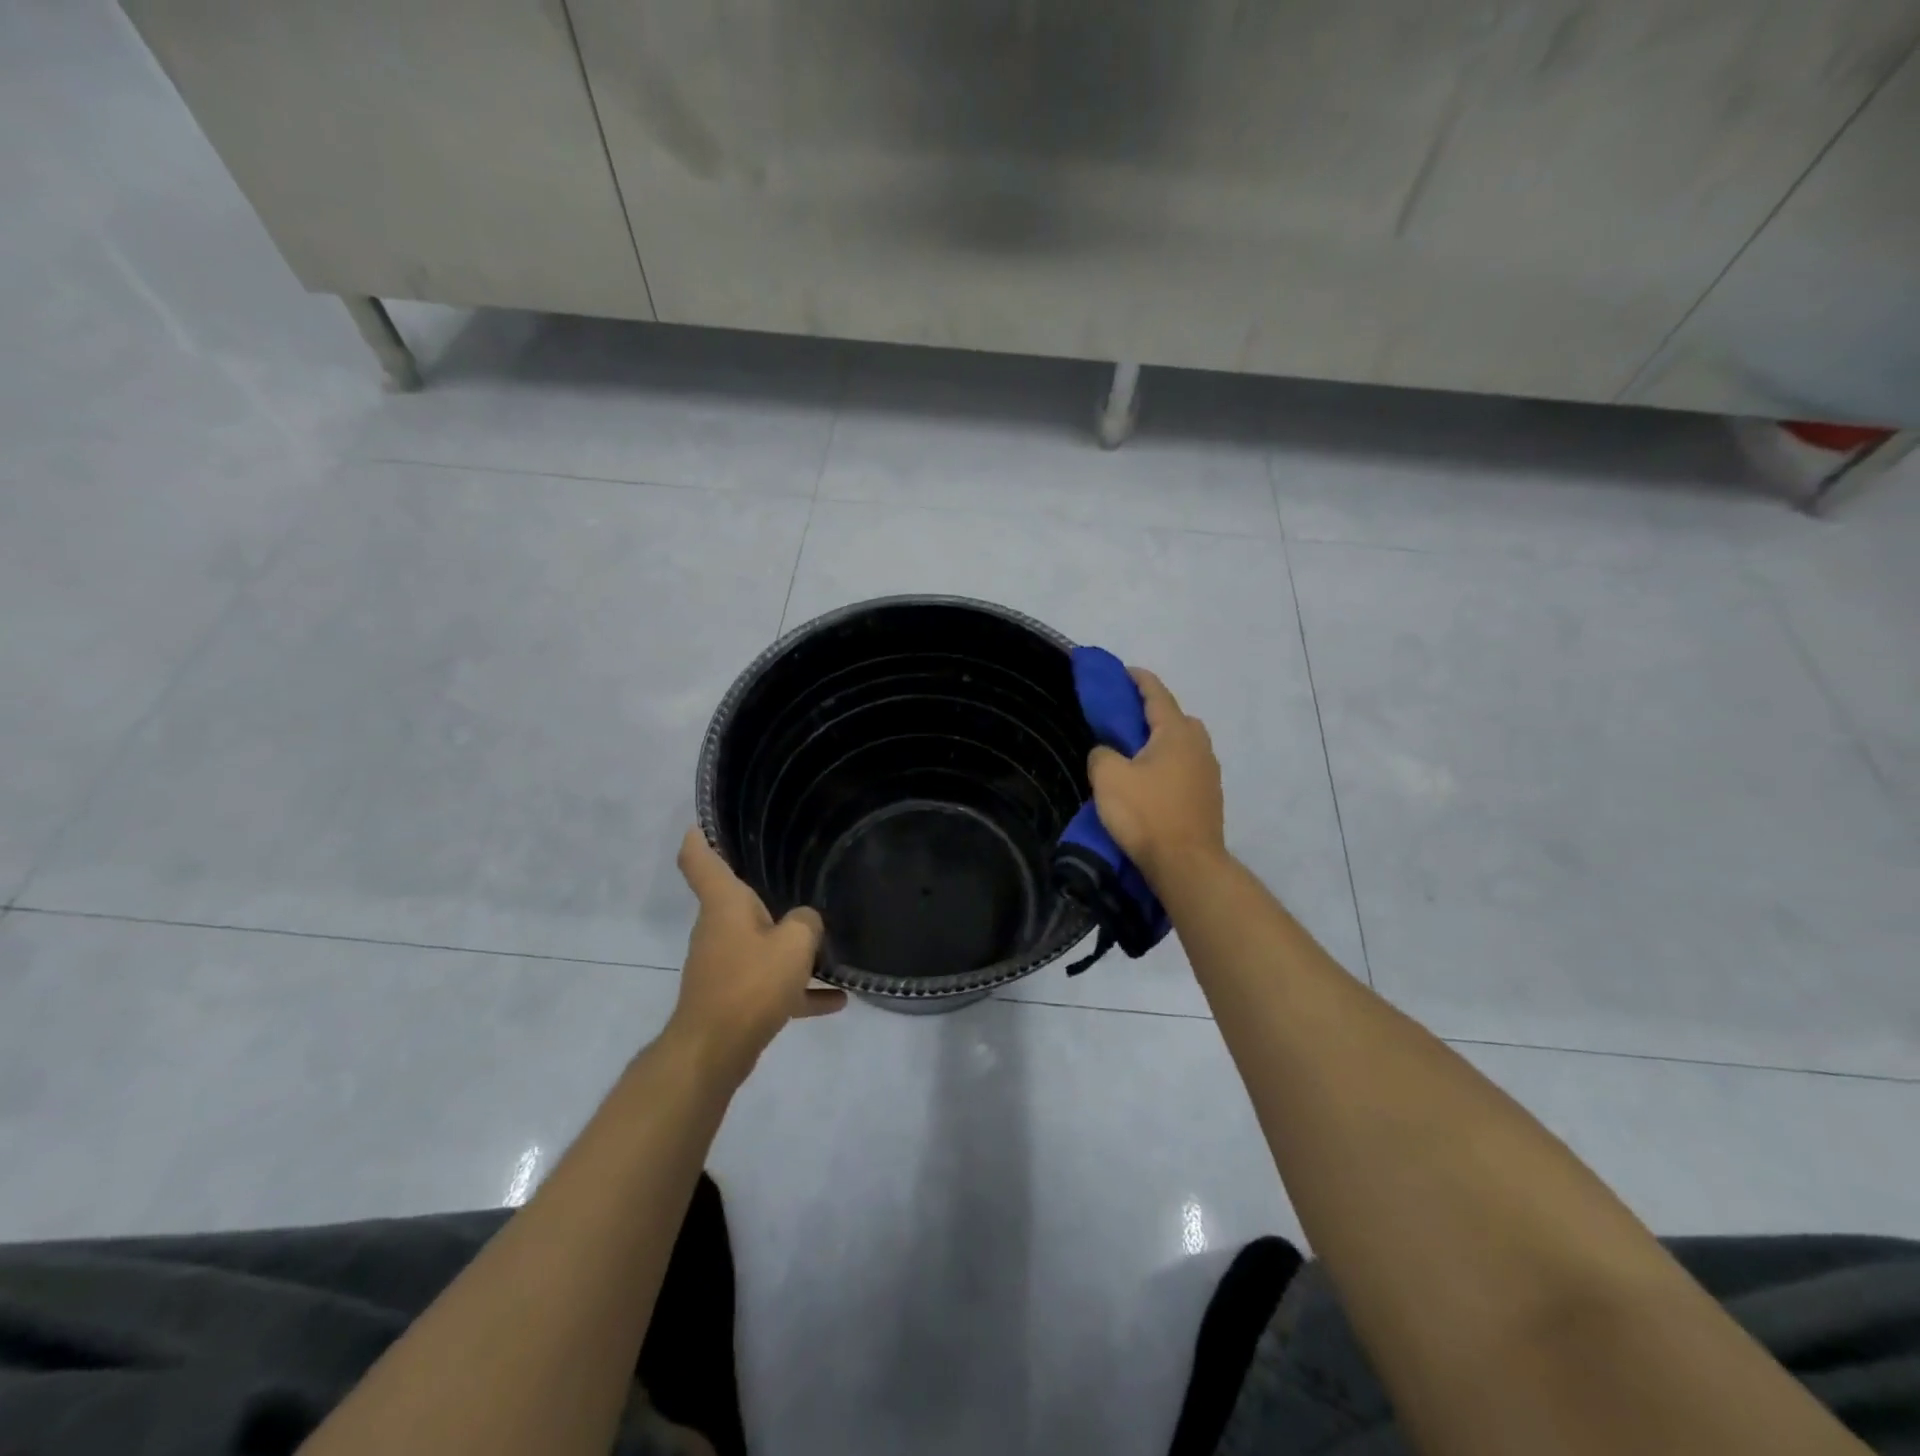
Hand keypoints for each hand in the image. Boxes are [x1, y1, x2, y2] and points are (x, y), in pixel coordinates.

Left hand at [668, 829, 846, 1081]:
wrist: (713, 1052)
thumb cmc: (750, 984)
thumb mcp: (793, 945)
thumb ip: (806, 923)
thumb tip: (807, 921)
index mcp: (724, 905)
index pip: (699, 859)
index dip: (698, 837)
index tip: (702, 821)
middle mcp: (719, 928)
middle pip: (738, 900)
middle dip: (766, 891)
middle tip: (799, 874)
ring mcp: (724, 964)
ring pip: (760, 943)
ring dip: (789, 946)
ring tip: (828, 945)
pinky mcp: (734, 997)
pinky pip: (771, 983)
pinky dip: (797, 988)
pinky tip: (836, 1000)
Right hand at [1087, 667, 1226, 883]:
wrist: (1186, 865)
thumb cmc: (1146, 814)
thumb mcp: (1108, 777)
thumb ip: (1101, 753)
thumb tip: (1107, 752)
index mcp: (1176, 733)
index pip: (1156, 694)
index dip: (1138, 680)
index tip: (1123, 672)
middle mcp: (1199, 746)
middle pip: (1176, 718)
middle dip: (1153, 713)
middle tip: (1125, 719)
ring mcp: (1208, 774)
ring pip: (1183, 746)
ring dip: (1162, 742)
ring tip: (1135, 753)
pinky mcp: (1209, 799)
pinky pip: (1186, 769)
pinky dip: (1169, 766)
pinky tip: (1151, 783)